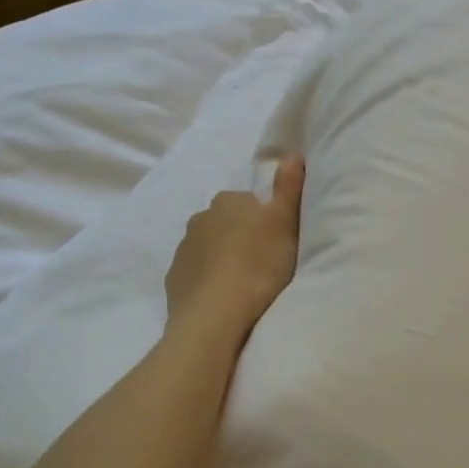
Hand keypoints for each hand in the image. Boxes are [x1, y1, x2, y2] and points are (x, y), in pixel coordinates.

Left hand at [165, 157, 305, 342]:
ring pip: (210, 247)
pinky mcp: (175, 278)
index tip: (277, 242)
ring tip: (244, 283)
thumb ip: (289, 187)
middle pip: (227, 222)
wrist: (215, 314)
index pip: (250, 201)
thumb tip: (293, 153)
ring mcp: (184, 248)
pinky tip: (224, 297)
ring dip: (224, 258)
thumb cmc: (258, 265)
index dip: (265, 220)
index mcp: (229, 200)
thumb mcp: (285, 223)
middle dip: (241, 237)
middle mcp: (201, 217)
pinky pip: (196, 272)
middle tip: (264, 263)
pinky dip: (208, 280)